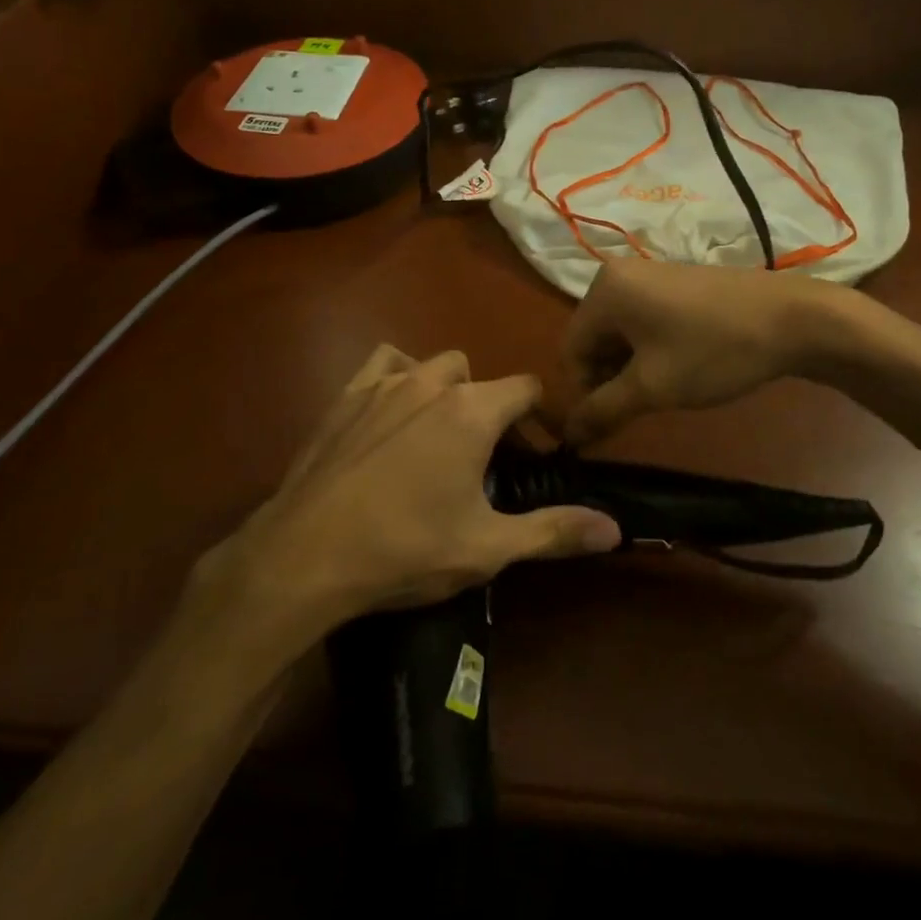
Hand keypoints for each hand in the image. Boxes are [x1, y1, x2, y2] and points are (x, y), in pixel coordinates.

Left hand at [199, 346, 620, 629]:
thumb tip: (615, 527)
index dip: (543, 417)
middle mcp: (432, 383)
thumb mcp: (487, 547)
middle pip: (481, 378)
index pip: (527, 388)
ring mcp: (384, 384)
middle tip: (490, 460)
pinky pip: (384, 364)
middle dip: (494, 409)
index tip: (545, 453)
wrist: (305, 555)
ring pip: (434, 366)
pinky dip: (399, 376)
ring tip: (442, 436)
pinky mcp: (345, 396)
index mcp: (473, 411)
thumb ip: (554, 531)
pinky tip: (393, 412)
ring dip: (448, 390)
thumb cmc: (405, 549)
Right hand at [563, 259, 834, 444]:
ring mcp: (650, 275)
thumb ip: (603, 411)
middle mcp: (618, 274)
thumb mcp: (652, 387)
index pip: (571, 351)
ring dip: (630, 368)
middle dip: (608, 379)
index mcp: (604, 290)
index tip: (610, 423)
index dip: (584, 393)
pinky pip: (644, 320)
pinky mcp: (676, 282)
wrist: (794, 318)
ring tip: (662, 391)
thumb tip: (567, 437)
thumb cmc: (714, 351)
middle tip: (639, 409)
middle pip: (593, 339)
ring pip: (620, 333)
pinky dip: (649, 349)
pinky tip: (678, 368)